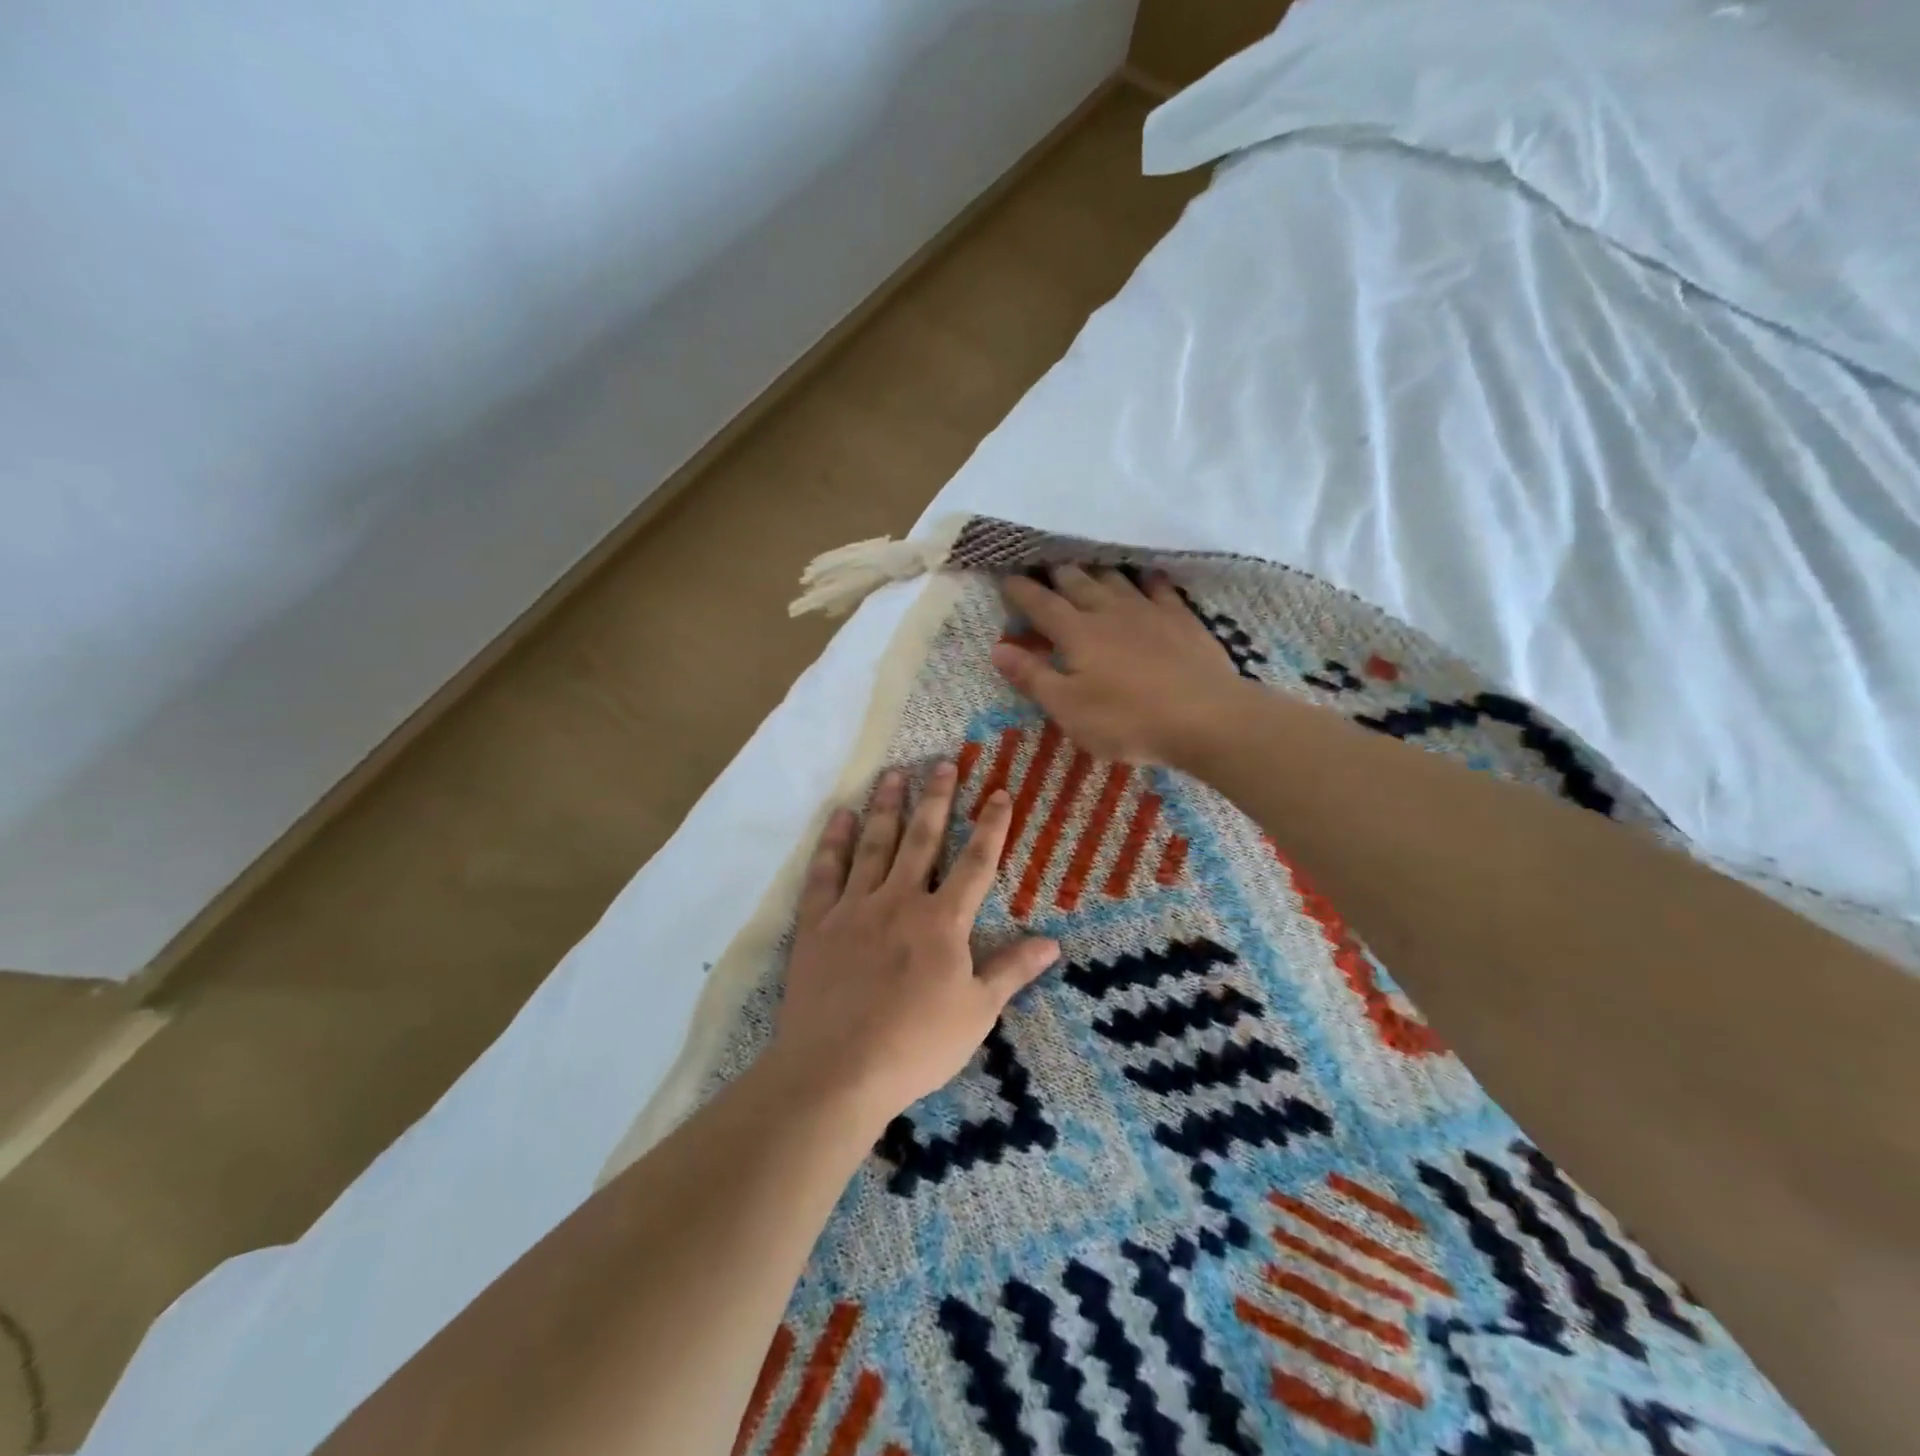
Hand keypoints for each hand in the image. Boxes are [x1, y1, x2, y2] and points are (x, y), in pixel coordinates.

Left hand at [769, 763, 1059, 1124]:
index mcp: (942, 922)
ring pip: (874, 845)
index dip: (990, 826)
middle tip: (943, 763)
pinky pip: (825, 872)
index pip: (976, 863)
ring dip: (886, 807)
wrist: (837, 1069)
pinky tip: (840, 817)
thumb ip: (1011, 971)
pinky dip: (833, 842)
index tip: (999, 793)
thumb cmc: (916, 1045)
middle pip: (923, 839)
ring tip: (895, 773)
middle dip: (937, 799)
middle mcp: (900, 900)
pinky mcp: (818, 923)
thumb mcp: (977, 1013)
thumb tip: (1053, 943)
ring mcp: (855, 908)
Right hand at [990, 565, 1250, 764]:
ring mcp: (1148, 611)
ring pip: (1114, 579)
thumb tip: (998, 648)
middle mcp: (1109, 612)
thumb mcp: (1069, 708)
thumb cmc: (1128, 720)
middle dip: (1056, 573)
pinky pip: (1158, 587)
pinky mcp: (1181, 619)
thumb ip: (1033, 677)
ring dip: (1095, 571)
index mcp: (1077, 633)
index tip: (1005, 577)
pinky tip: (1144, 576)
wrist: (1206, 717)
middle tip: (1043, 566)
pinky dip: (1145, 578)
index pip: (1041, 604)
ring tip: (1085, 567)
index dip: (1021, 590)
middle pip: (1077, 582)